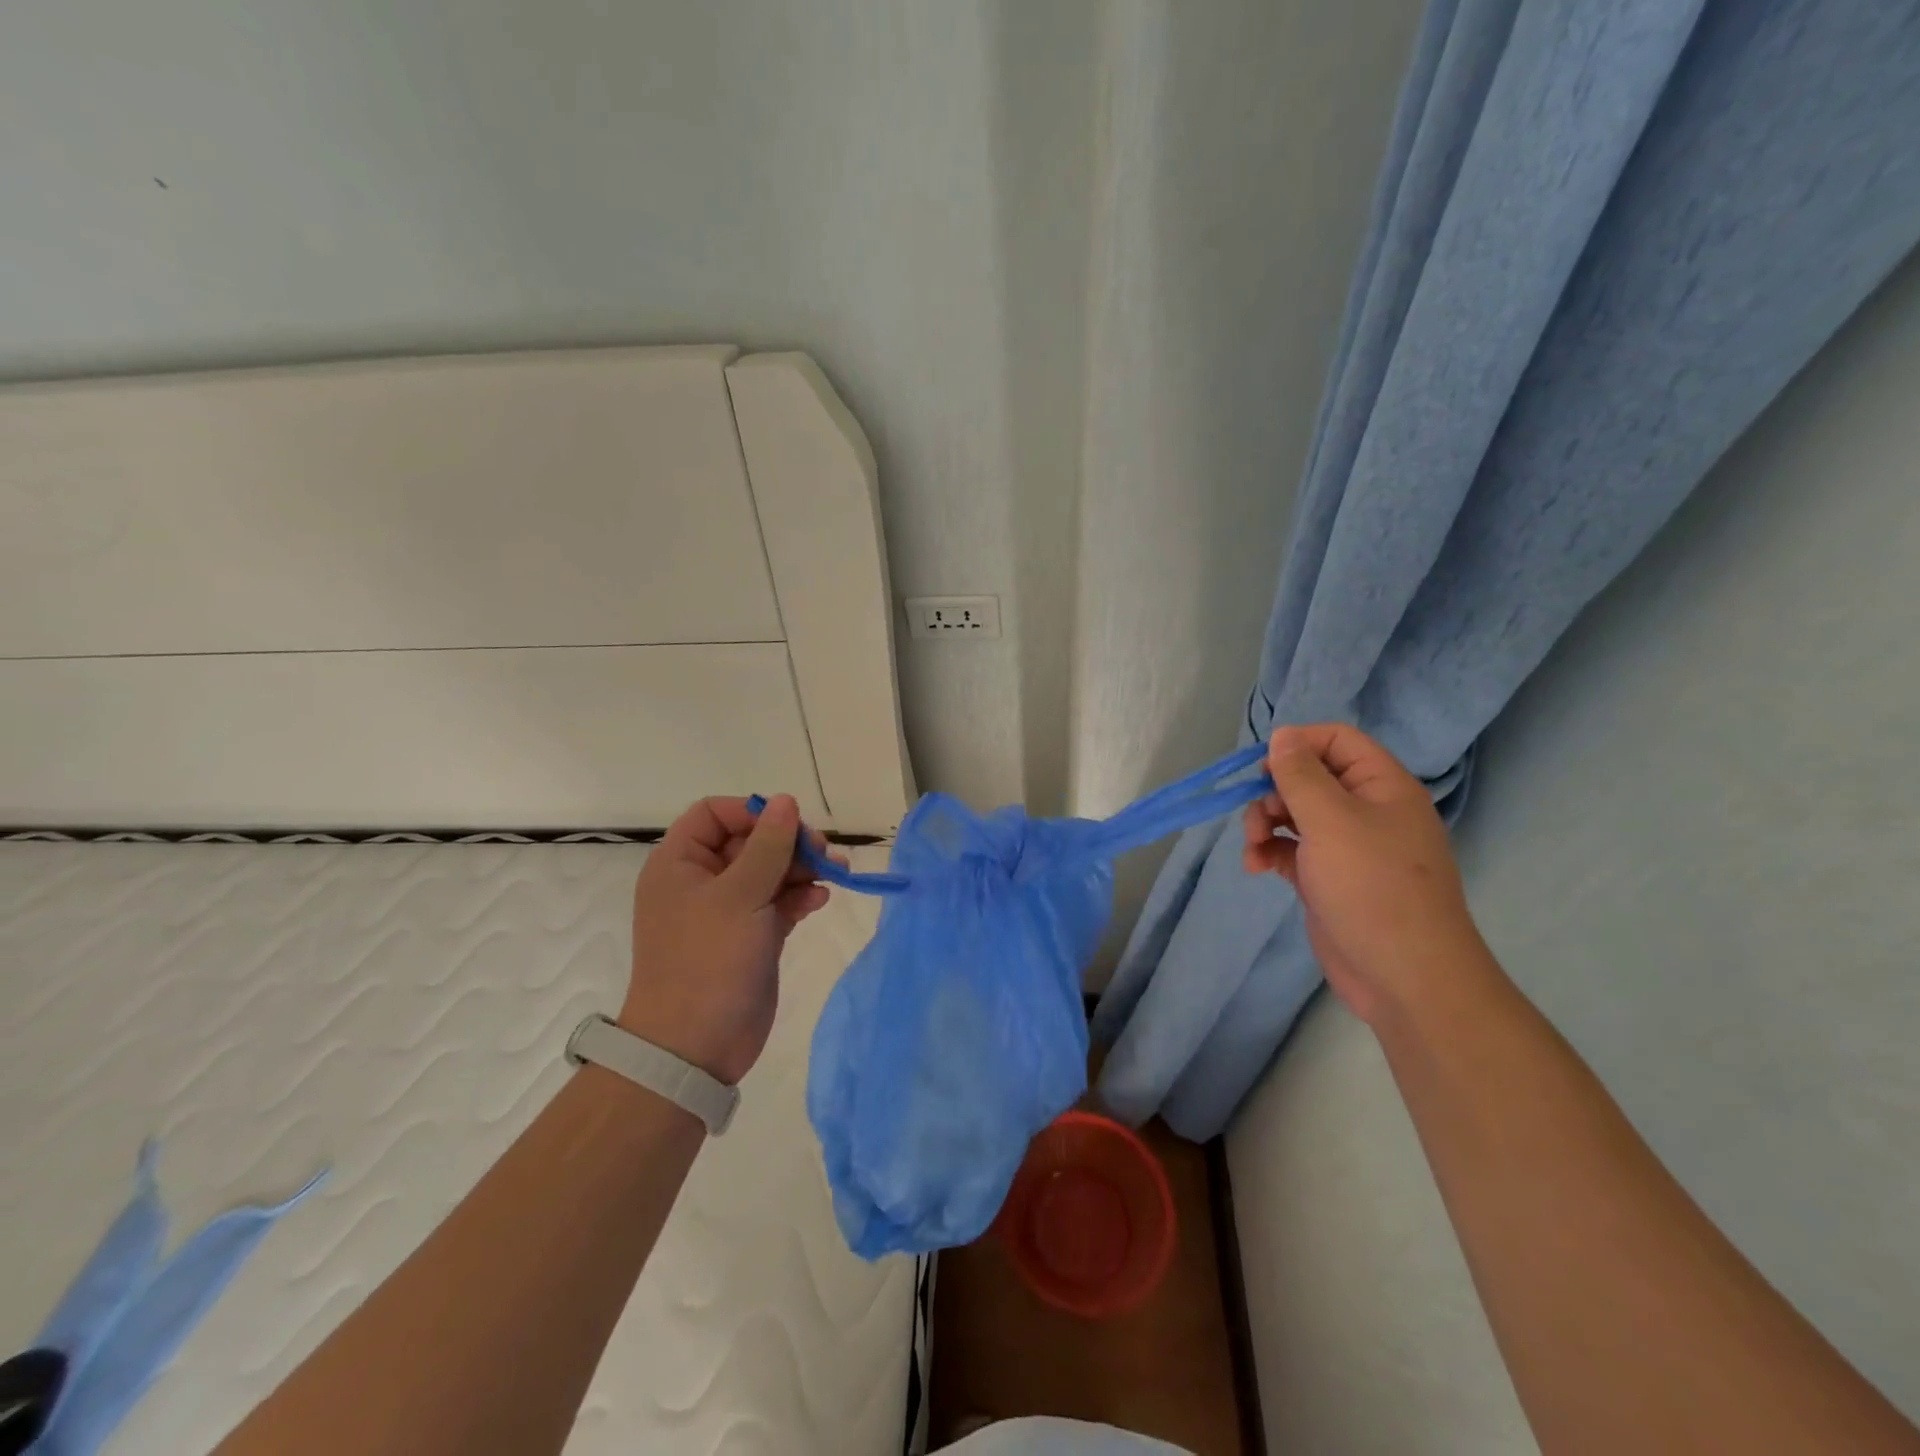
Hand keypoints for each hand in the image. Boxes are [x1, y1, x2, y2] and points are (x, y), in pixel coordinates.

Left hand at [620, 794, 840, 1084]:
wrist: (695, 1048)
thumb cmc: (708, 961)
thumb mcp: (740, 896)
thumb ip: (768, 846)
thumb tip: (785, 801)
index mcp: (680, 864)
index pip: (714, 814)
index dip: (752, 812)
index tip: (789, 824)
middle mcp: (701, 881)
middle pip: (749, 841)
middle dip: (788, 842)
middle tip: (823, 851)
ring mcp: (727, 910)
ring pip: (769, 871)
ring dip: (802, 868)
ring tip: (835, 872)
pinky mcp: (750, 936)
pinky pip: (778, 902)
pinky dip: (799, 897)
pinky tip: (819, 900)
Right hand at [1242, 723, 1490, 1026]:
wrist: (1404, 976)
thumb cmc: (1372, 886)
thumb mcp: (1330, 820)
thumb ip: (1300, 774)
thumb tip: (1282, 735)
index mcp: (1381, 786)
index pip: (1337, 741)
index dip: (1298, 745)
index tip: (1261, 767)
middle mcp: (1366, 811)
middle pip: (1309, 778)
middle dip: (1273, 792)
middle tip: (1258, 816)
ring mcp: (1347, 847)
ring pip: (1294, 815)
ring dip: (1264, 824)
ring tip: (1253, 847)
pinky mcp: (1328, 879)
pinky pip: (1291, 850)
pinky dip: (1269, 853)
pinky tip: (1255, 868)